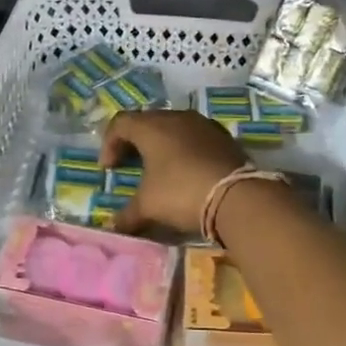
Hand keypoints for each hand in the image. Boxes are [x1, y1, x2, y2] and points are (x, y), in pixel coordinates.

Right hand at [100, 109, 248, 233]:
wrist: (237, 196)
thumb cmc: (182, 193)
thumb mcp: (149, 207)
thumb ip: (127, 215)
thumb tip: (112, 228)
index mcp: (152, 127)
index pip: (120, 123)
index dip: (109, 143)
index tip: (108, 169)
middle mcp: (176, 117)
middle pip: (147, 121)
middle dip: (134, 141)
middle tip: (129, 163)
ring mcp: (203, 124)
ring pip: (173, 127)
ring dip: (161, 144)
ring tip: (159, 167)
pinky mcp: (223, 136)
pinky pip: (195, 136)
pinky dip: (184, 148)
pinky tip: (187, 170)